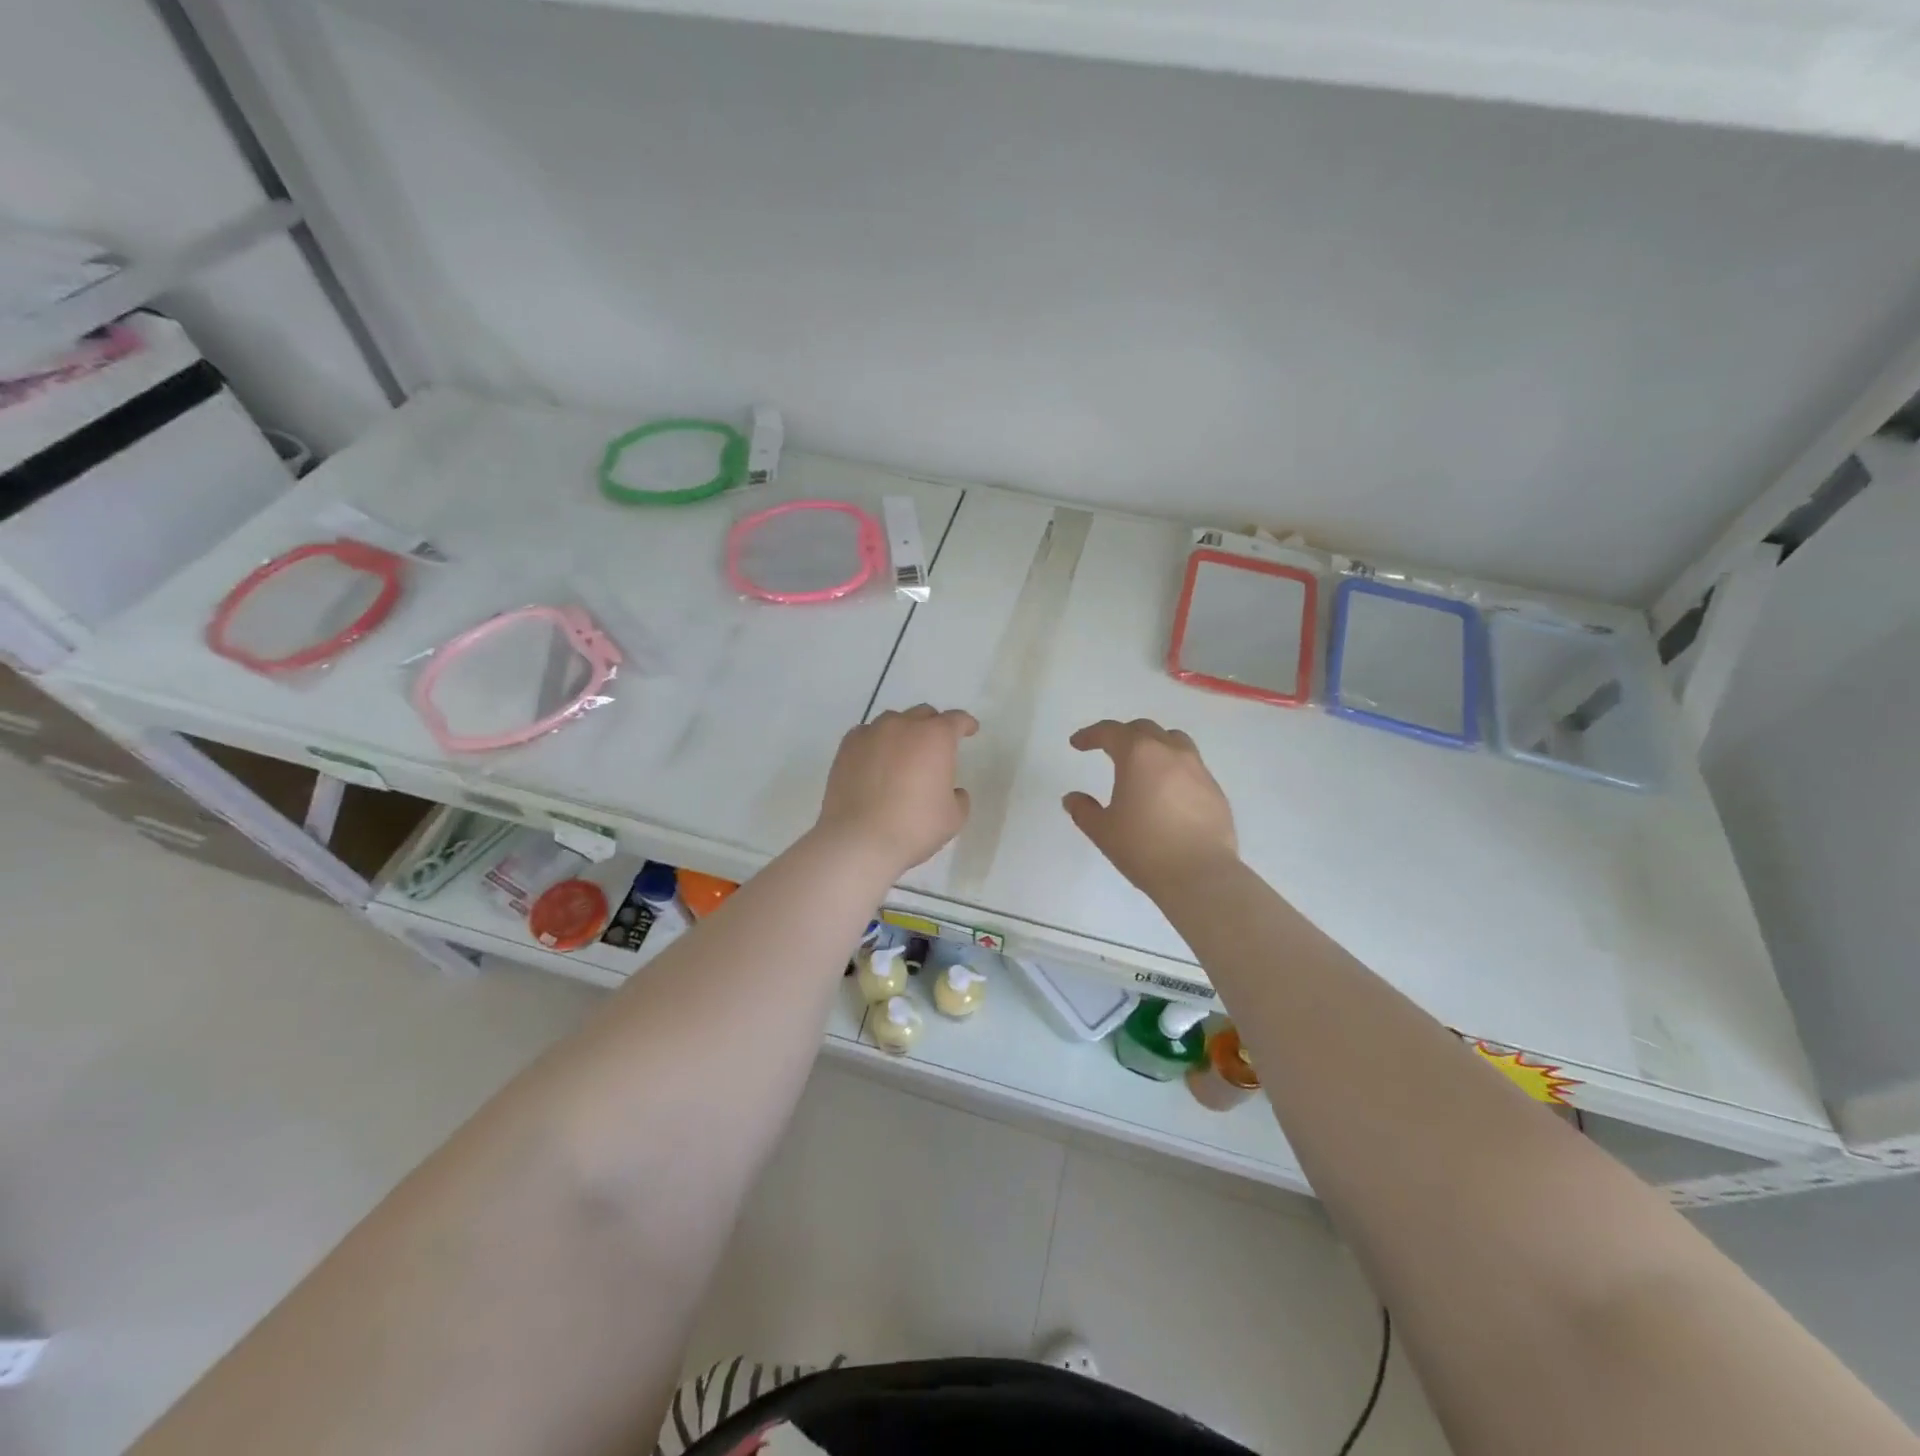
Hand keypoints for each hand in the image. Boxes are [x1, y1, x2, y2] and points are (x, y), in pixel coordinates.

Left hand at [814, 706, 977, 877]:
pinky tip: (875, 760)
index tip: (970, 730)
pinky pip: (866, 735)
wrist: (859, 840)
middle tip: (936, 747)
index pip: (956, 720)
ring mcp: (871, 734)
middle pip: (923, 714)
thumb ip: (958, 797)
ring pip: (893, 721)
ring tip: (903, 754)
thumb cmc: (914, 828)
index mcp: (935, 737)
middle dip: (933, 726)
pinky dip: (876, 742)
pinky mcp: (846, 748)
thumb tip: (952, 791)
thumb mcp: (953, 818)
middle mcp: (903, 726)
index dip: (966, 724)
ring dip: (903, 732)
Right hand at [1063, 719, 1237, 895]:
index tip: (1077, 744)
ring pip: (1173, 741)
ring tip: (1143, 764)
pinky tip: (1167, 792)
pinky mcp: (1215, 789)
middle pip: (1144, 729)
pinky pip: (1190, 766)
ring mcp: (1198, 769)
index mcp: (1139, 755)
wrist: (1201, 875)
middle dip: (1122, 735)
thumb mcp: (1103, 831)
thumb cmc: (1144, 848)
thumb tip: (1073, 798)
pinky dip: (1173, 768)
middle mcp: (1170, 752)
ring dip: (1153, 745)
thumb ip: (1084, 810)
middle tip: (1108, 750)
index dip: (1090, 735)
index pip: (1110, 732)